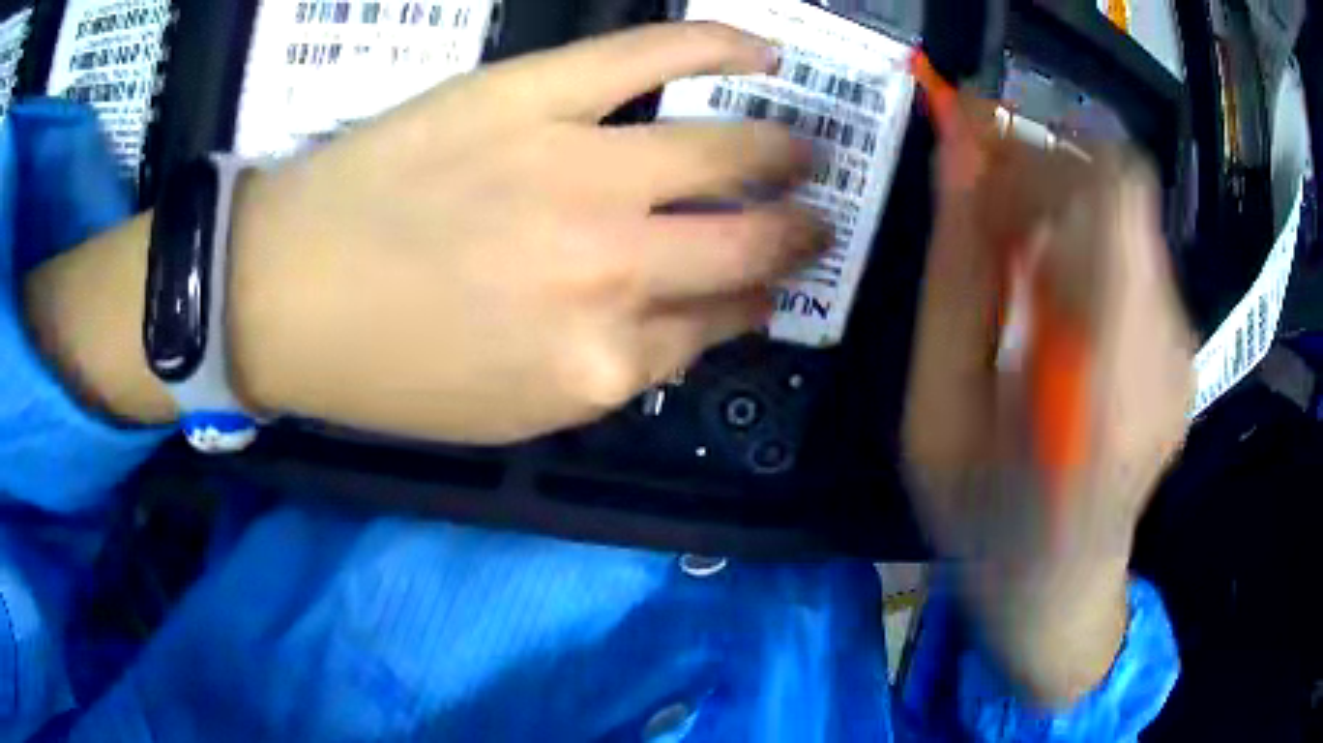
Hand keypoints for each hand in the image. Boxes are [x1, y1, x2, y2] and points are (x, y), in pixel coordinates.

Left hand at [225, 23, 823, 443]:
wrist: (283, 296)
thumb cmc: (387, 370)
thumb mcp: (511, 411)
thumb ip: (619, 371)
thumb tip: (699, 320)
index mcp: (603, 362)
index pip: (720, 324)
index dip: (753, 303)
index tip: (764, 289)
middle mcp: (614, 268)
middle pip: (749, 243)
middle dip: (797, 235)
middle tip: (813, 219)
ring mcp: (579, 169)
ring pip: (725, 149)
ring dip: (783, 153)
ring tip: (804, 148)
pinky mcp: (532, 96)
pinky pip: (652, 55)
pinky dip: (720, 44)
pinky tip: (766, 48)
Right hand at [902, 107, 1194, 704]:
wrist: (1060, 586)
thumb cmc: (985, 521)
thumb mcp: (937, 414)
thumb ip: (956, 280)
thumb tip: (958, 153)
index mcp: (1108, 375)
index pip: (1116, 189)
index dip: (1044, 151)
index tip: (980, 158)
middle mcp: (1165, 346)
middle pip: (1115, 191)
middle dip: (1039, 178)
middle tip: (981, 218)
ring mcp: (1182, 348)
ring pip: (1122, 220)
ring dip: (1058, 219)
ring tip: (1013, 280)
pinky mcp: (1183, 348)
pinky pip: (1131, 259)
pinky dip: (1083, 255)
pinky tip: (1053, 316)